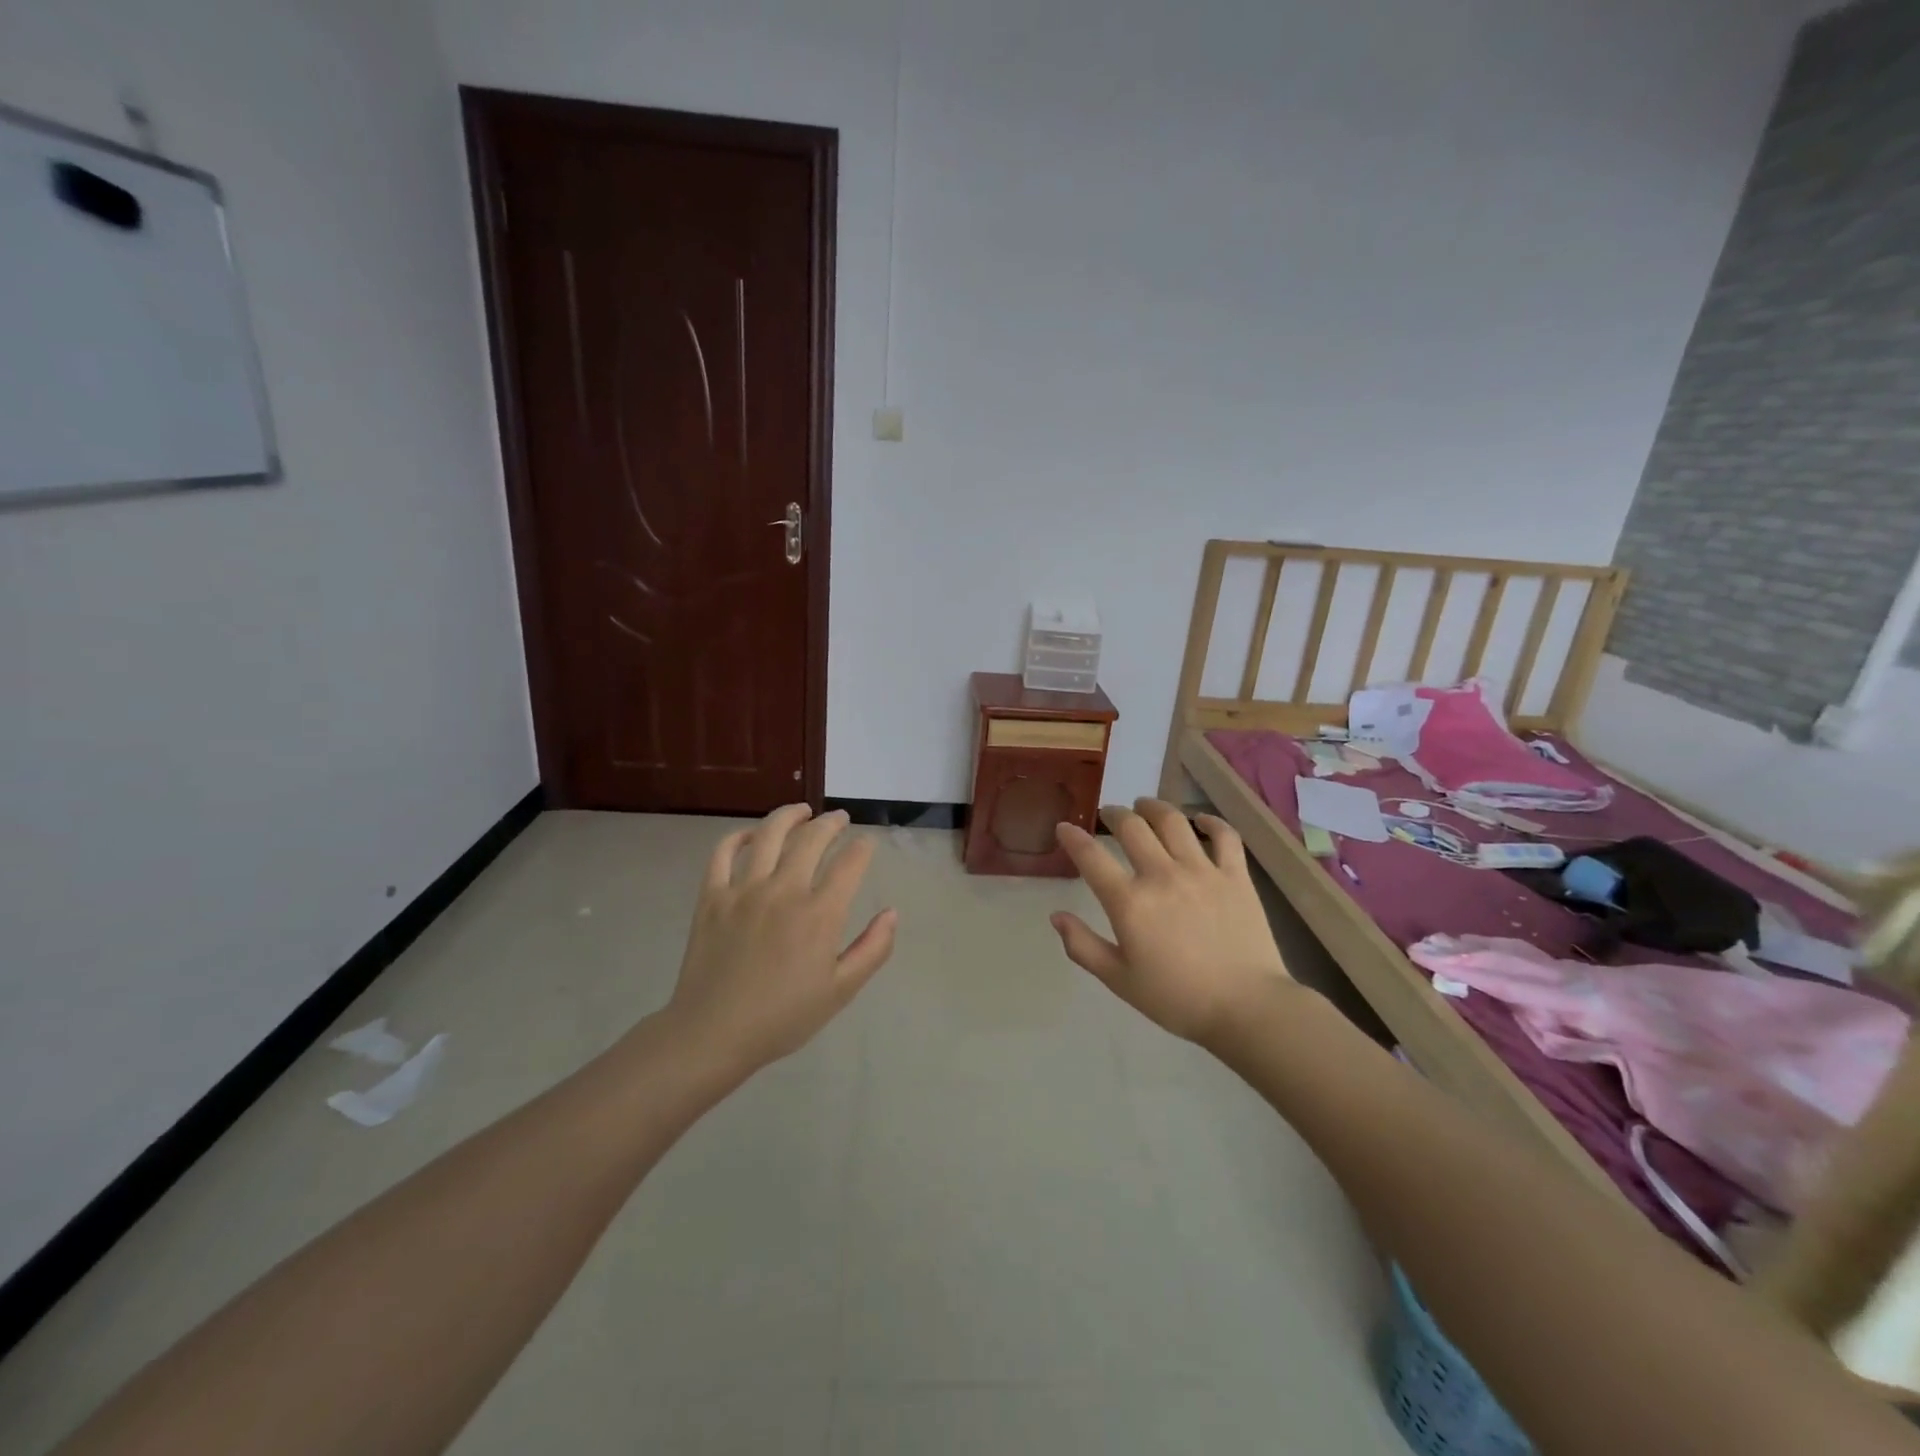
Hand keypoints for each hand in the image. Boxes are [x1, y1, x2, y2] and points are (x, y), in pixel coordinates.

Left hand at [665, 805, 896, 1072]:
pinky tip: (752, 836)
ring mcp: (744, 890)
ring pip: (770, 834)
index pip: (850, 864)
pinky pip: (724, 853)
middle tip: (840, 819)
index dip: (863, 848)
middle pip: (812, 839)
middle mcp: (784, 891)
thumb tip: (892, 913)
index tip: (867, 844)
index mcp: (819, 914)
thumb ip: (873, 949)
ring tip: (802, 811)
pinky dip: (739, 837)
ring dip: (790, 816)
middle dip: (832, 823)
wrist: (713, 1034)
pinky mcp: (712, 896)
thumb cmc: (783, 1017)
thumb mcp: (840, 991)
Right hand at [1051, 799, 1293, 1044]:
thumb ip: (1083, 946)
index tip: (1064, 827)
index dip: (1072, 837)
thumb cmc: (1177, 999)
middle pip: (1132, 827)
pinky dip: (1211, 822)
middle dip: (1114, 813)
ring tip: (1145, 806)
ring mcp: (1202, 871)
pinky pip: (1224, 836)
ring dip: (1153, 807)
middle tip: (1109, 814)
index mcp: (1129, 902)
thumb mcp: (1119, 980)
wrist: (1247, 1009)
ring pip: (1173, 821)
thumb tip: (1056, 916)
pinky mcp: (1236, 875)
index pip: (1091, 857)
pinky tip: (1200, 820)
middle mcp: (1162, 875)